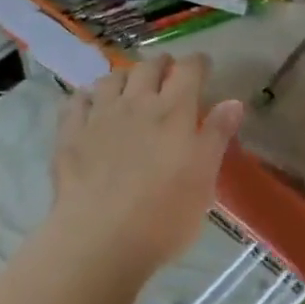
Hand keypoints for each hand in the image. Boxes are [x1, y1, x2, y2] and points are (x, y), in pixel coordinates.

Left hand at [52, 54, 244, 274]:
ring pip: (111, 79)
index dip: (197, 63)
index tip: (203, 66)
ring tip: (128, 86)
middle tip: (167, 71)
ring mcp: (100, 116)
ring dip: (123, 77)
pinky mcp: (70, 135)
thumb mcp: (204, 179)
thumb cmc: (164, 215)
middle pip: (148, 68)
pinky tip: (89, 105)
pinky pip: (76, 102)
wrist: (100, 240)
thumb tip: (233, 101)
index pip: (189, 70)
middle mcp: (137, 103)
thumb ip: (217, 135)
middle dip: (161, 64)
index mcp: (174, 111)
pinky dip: (85, 98)